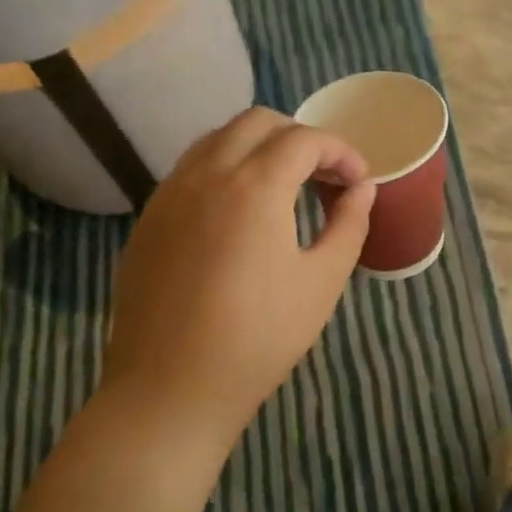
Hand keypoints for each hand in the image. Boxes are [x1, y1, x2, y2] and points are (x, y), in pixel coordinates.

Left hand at [101, 107, 375, 446]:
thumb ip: (349, 225)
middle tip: (324, 176)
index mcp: (254, 186)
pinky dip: (225, 167)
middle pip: (257, 122)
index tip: (358, 180)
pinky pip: (191, 167)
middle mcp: (207, 173)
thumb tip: (362, 189)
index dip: (340, 151)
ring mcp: (170, 193)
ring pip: (218, 138)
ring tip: (284, 186)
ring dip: (259, 146)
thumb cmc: (258, 339)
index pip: (304, 139)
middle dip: (299, 137)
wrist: (169, 389)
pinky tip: (240, 209)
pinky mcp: (149, 217)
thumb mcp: (321, 282)